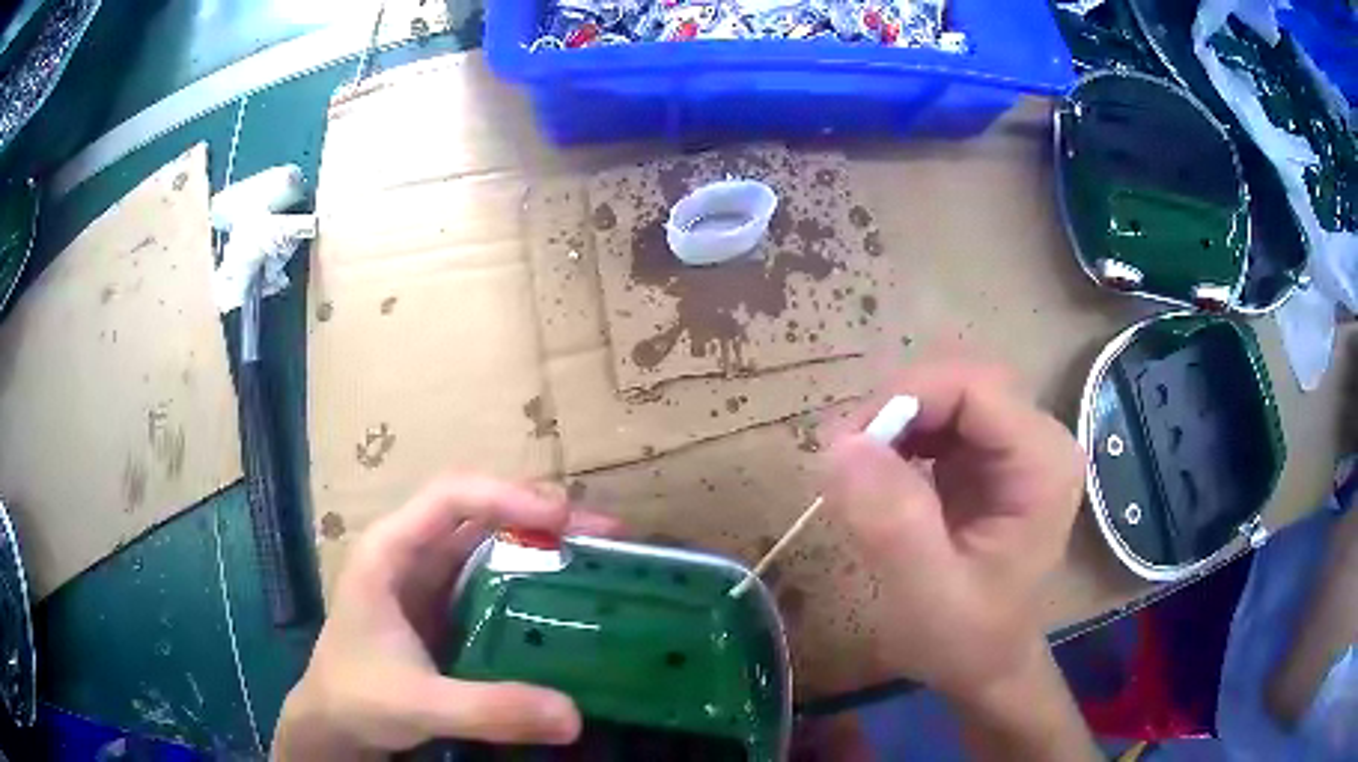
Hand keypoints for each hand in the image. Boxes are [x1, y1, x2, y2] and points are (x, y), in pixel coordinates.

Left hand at [273, 475, 621, 759]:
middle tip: (603, 535)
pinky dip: (530, 572)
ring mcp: (427, 577)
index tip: (565, 519)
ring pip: (488, 537)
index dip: (508, 496)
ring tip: (597, 554)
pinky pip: (491, 574)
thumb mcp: (421, 704)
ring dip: (540, 538)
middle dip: (539, 511)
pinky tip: (563, 590)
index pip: (450, 497)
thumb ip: (490, 709)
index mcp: (390, 552)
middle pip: (478, 507)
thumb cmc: (359, 698)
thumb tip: (575, 716)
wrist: (334, 722)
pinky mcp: (443, 604)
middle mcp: (411, 551)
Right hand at [823, 359, 1084, 702]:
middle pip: (960, 381)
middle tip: (846, 460)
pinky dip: (901, 437)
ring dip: (895, 422)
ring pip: (946, 394)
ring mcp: (1015, 446)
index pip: (975, 386)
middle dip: (897, 409)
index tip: (847, 446)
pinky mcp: (990, 459)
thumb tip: (840, 444)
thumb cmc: (966, 639)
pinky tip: (882, 475)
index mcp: (1042, 462)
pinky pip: (940, 419)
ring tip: (858, 471)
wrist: (985, 666)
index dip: (907, 398)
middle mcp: (1037, 439)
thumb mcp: (927, 593)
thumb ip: (892, 522)